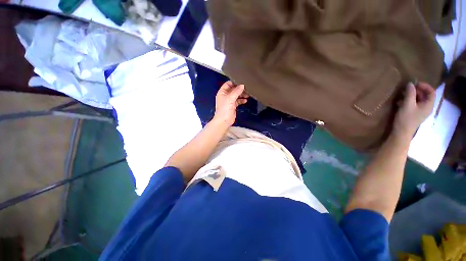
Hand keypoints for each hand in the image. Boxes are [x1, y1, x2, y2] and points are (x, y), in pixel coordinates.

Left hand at [213, 81, 248, 126]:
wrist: (224, 120)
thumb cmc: (225, 109)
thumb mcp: (230, 98)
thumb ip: (236, 91)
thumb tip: (242, 85)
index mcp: (222, 92)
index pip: (228, 84)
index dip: (234, 82)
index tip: (241, 82)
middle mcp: (225, 95)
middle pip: (233, 89)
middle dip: (239, 89)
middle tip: (247, 88)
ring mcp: (229, 101)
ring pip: (236, 95)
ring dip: (241, 94)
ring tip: (248, 94)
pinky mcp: (232, 106)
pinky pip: (238, 101)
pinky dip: (241, 100)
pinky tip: (245, 100)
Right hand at [393, 82, 435, 139]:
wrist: (401, 132)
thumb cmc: (406, 118)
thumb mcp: (407, 104)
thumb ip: (410, 93)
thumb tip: (410, 83)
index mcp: (428, 105)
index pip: (431, 92)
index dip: (424, 86)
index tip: (415, 84)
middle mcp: (427, 107)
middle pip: (425, 95)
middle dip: (417, 90)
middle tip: (407, 88)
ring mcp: (421, 111)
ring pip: (419, 99)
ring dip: (412, 95)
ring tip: (402, 94)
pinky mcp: (415, 114)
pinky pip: (414, 104)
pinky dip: (409, 100)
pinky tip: (401, 102)